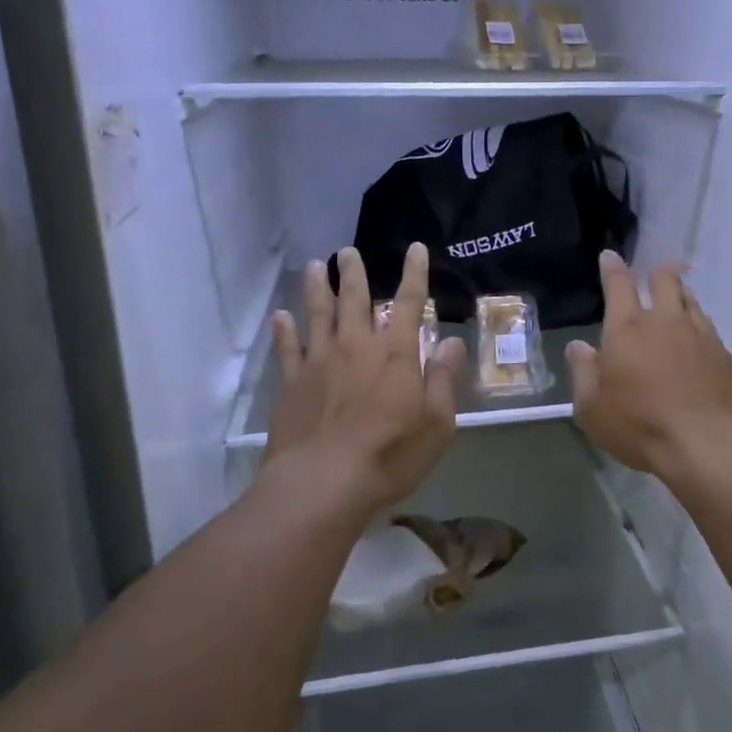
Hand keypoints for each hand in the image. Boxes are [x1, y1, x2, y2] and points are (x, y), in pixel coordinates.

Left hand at [263, 244, 463, 520]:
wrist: (323, 482)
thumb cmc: (390, 454)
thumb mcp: (437, 423)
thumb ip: (444, 378)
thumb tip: (451, 341)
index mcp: (396, 352)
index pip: (409, 302)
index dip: (415, 274)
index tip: (416, 249)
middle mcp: (357, 346)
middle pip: (355, 299)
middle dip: (354, 273)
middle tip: (348, 252)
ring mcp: (320, 362)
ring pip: (318, 314)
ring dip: (318, 288)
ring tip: (315, 266)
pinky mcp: (293, 384)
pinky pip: (288, 348)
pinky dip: (284, 330)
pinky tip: (280, 317)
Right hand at [567, 251, 731, 479]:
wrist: (708, 444)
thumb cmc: (640, 426)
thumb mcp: (592, 409)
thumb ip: (583, 373)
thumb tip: (578, 346)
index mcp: (627, 329)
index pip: (619, 285)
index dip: (613, 267)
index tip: (611, 256)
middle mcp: (665, 322)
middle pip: (665, 280)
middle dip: (658, 272)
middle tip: (655, 273)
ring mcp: (700, 335)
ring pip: (691, 300)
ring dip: (681, 294)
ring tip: (677, 300)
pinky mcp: (724, 355)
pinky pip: (708, 327)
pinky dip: (698, 325)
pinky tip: (696, 340)